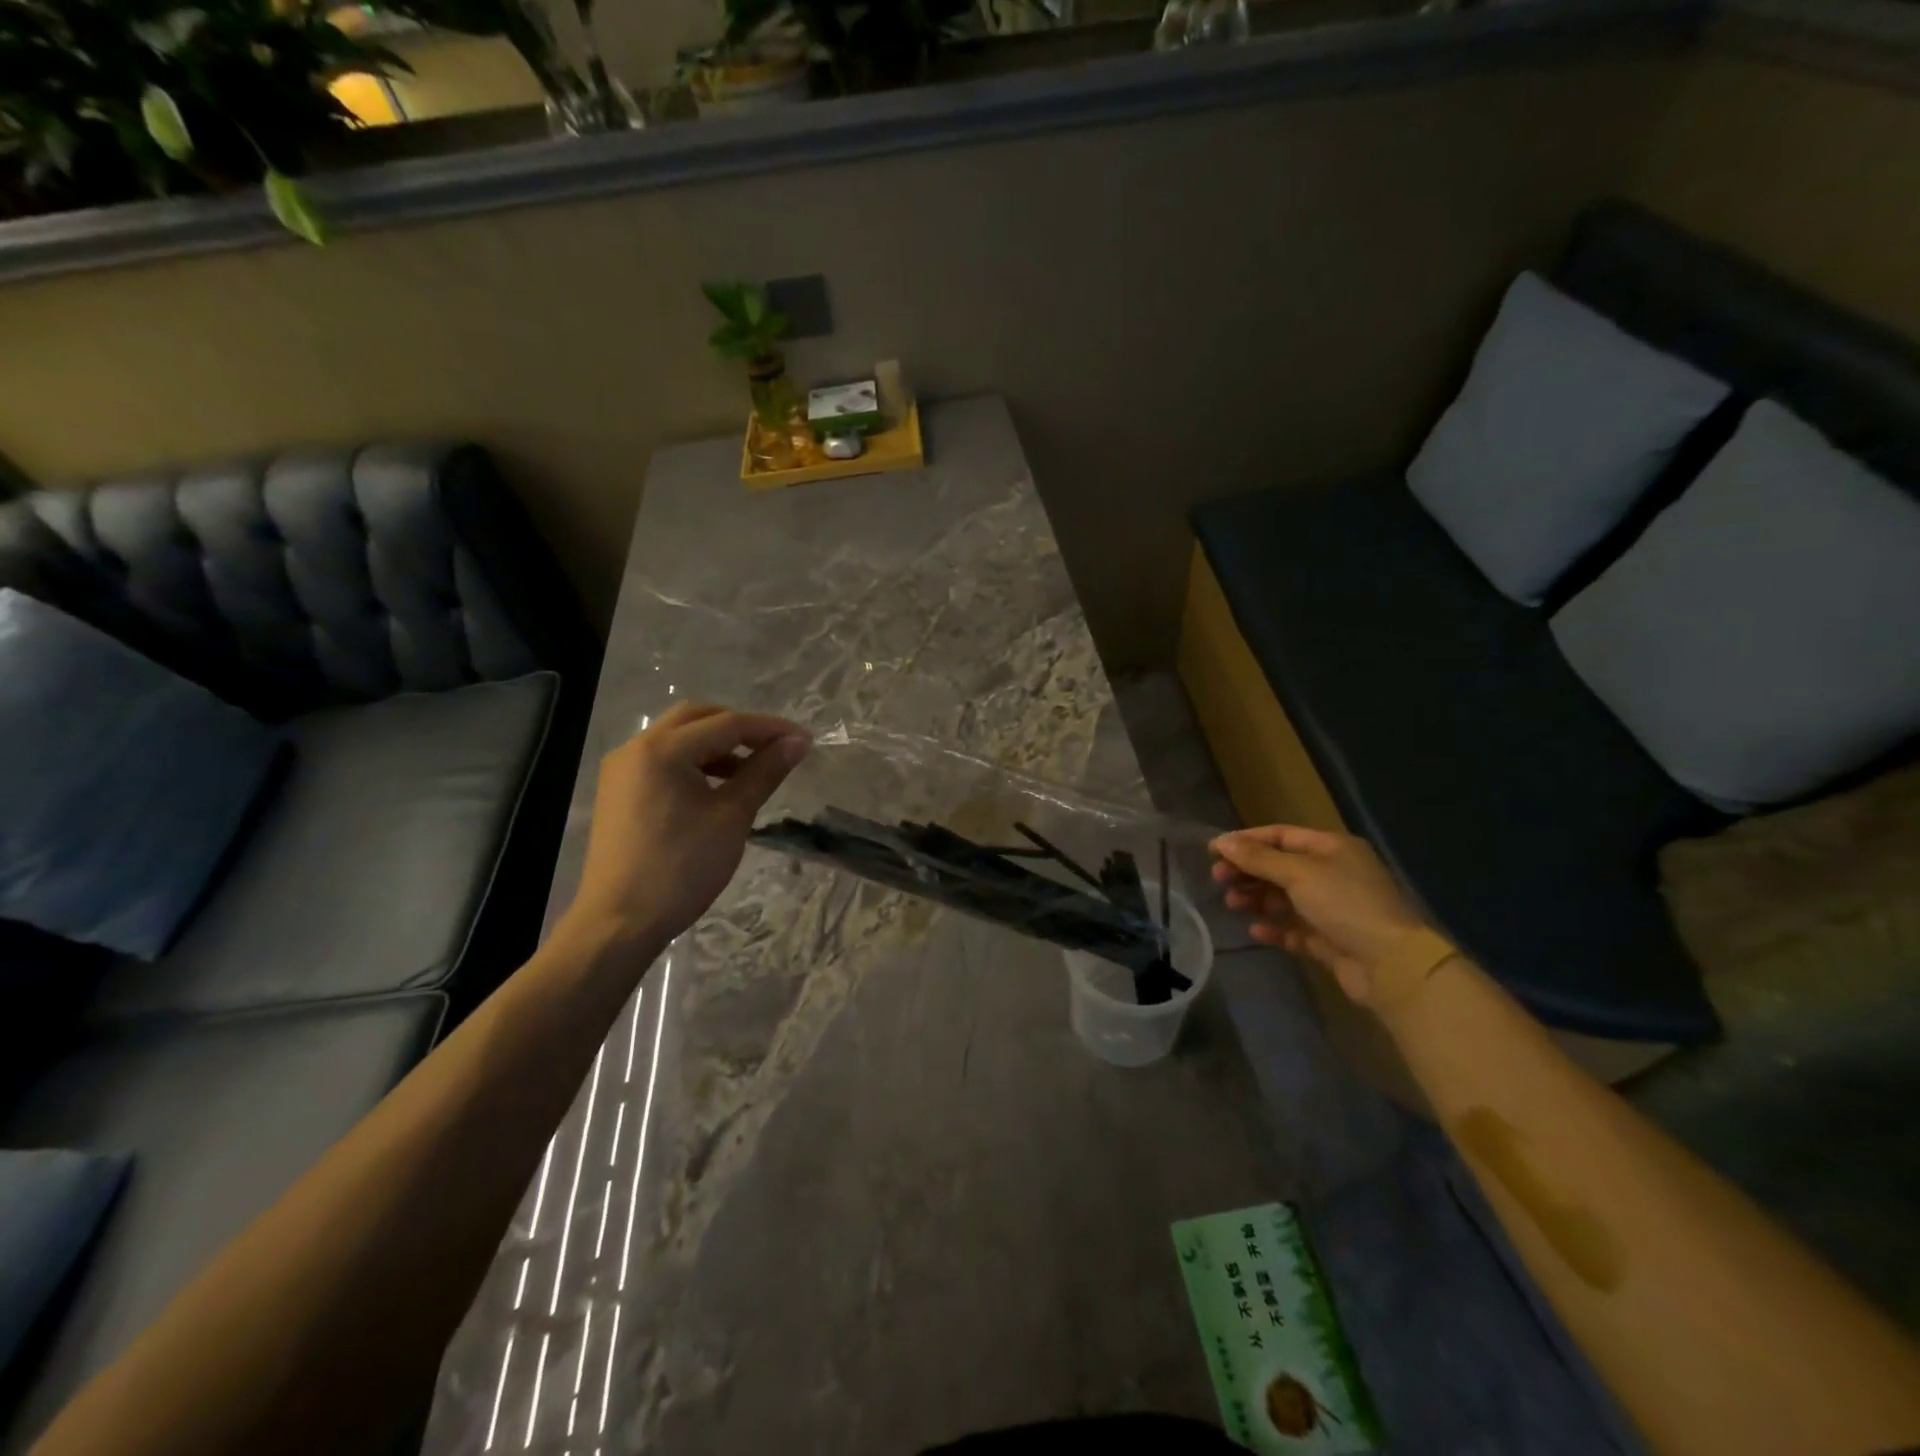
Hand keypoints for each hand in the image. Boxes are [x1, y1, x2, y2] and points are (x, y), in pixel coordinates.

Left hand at [559, 703, 810, 949]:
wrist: (619, 923)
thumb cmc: (681, 868)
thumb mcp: (732, 817)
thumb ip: (765, 772)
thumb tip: (798, 742)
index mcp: (662, 749)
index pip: (726, 724)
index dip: (770, 729)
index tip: (805, 740)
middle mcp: (636, 748)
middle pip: (697, 719)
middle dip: (740, 728)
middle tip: (775, 747)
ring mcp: (622, 770)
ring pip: (678, 739)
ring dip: (717, 746)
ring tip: (752, 770)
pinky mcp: (619, 792)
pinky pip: (663, 761)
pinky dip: (695, 763)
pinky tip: (718, 788)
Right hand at [1210, 825, 1452, 1009]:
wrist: (1391, 965)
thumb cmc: (1345, 905)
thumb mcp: (1299, 874)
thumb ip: (1258, 858)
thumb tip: (1222, 842)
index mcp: (1332, 848)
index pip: (1281, 835)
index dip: (1247, 840)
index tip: (1214, 850)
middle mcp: (1333, 874)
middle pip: (1280, 866)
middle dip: (1248, 871)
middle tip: (1218, 879)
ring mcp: (1332, 908)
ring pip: (1284, 897)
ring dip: (1256, 898)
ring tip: (1232, 904)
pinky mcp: (1329, 940)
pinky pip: (1294, 928)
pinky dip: (1274, 927)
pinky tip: (1255, 931)